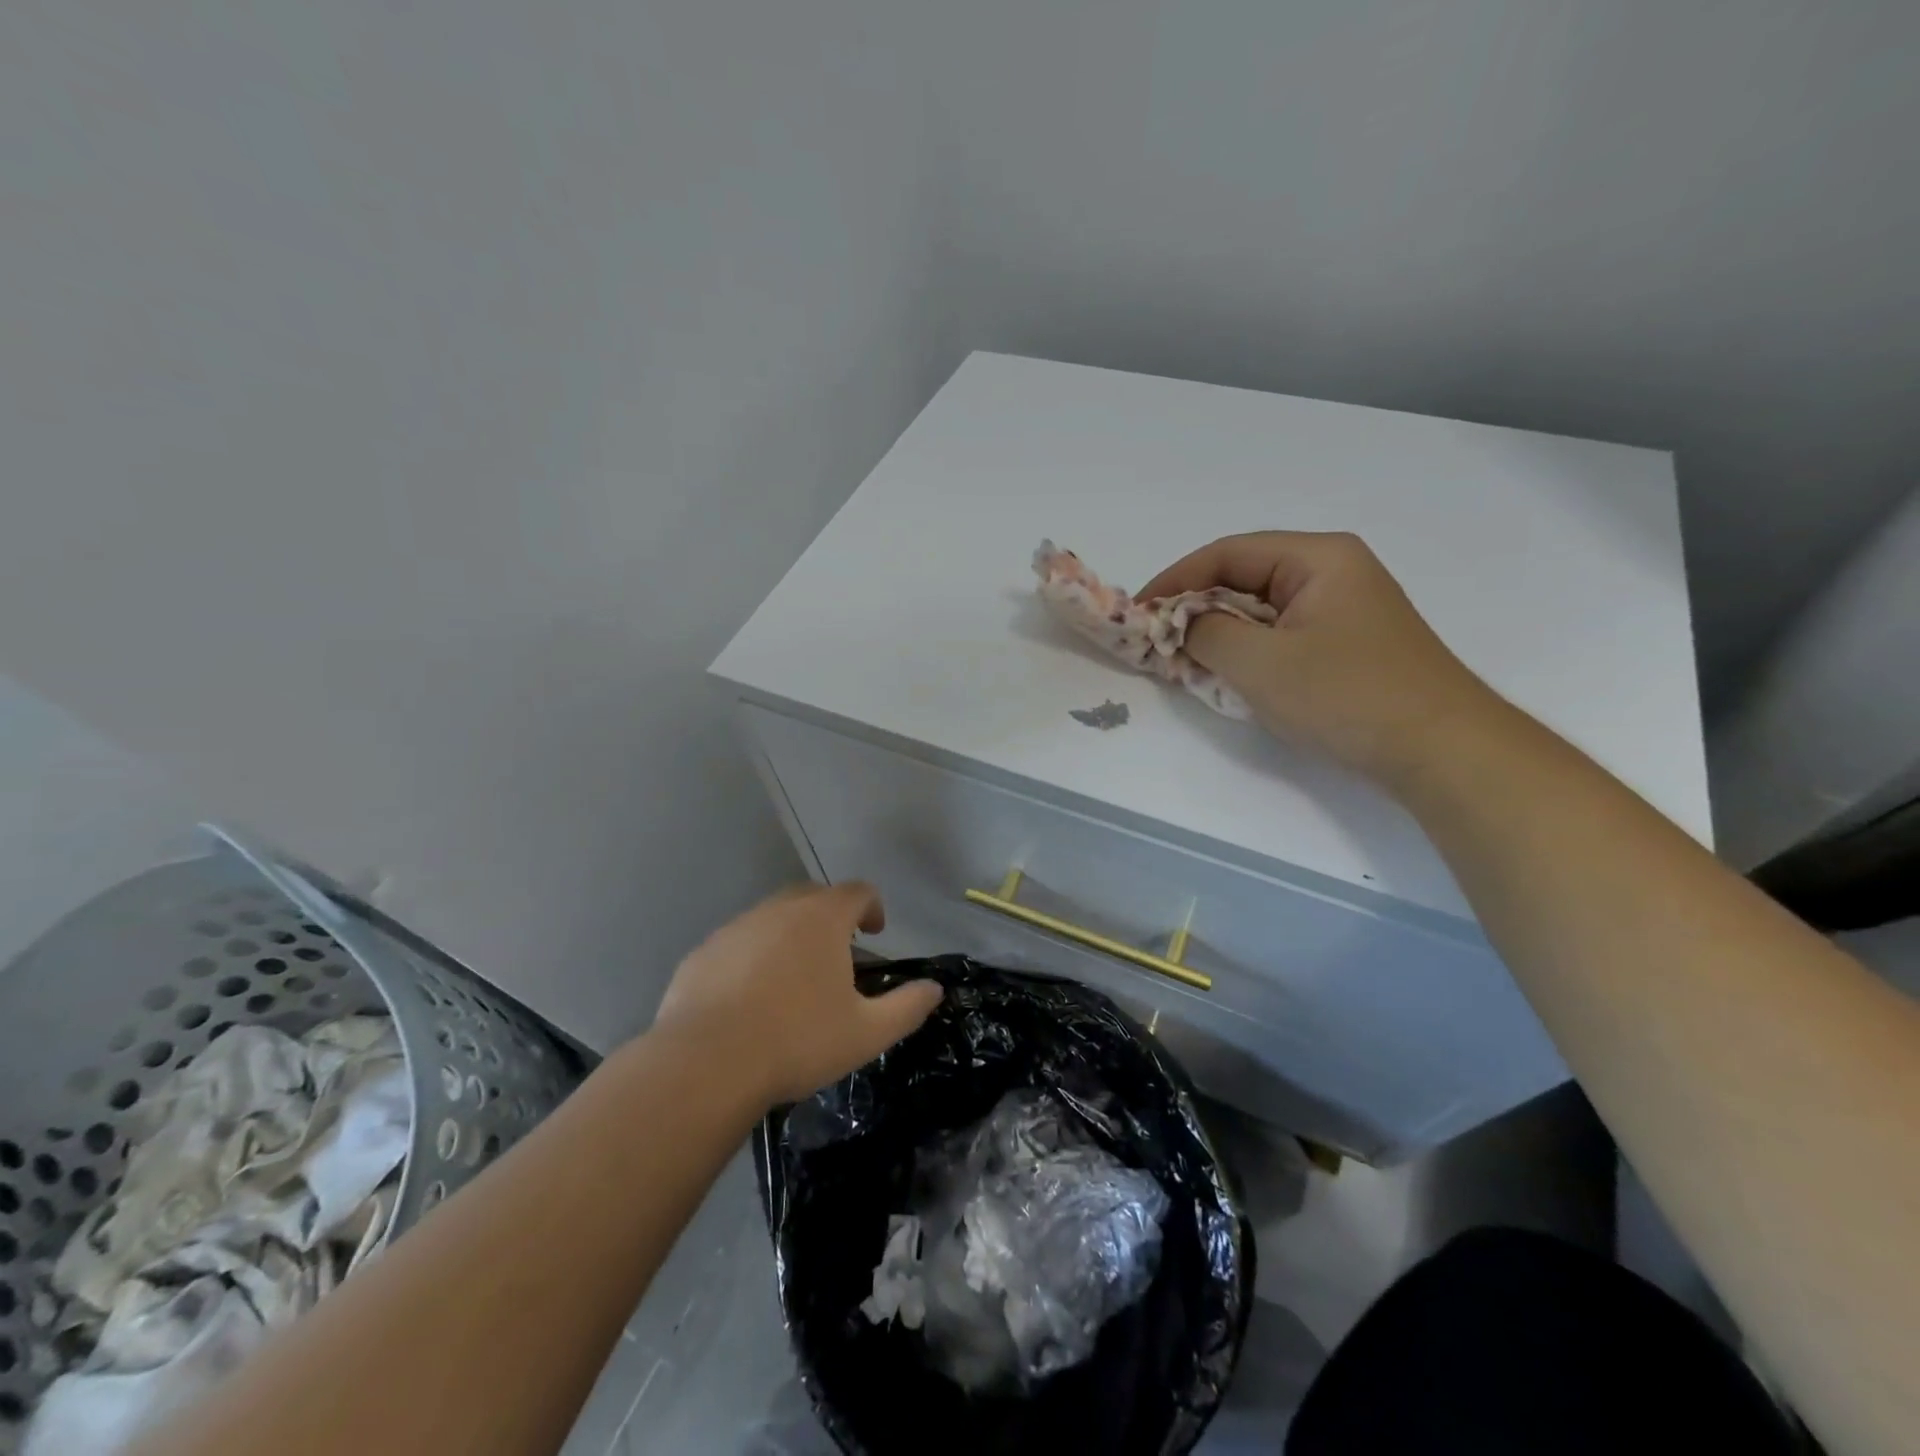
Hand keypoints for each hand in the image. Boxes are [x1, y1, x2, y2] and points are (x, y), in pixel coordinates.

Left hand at [650, 883, 942, 1106]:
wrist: (706, 1065)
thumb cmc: (797, 1042)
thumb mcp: (866, 1033)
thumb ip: (907, 1007)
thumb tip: (935, 989)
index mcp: (822, 919)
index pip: (857, 891)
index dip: (872, 907)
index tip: (874, 933)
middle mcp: (779, 910)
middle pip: (813, 896)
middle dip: (831, 916)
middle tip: (838, 953)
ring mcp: (736, 928)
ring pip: (772, 918)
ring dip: (790, 936)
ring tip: (794, 978)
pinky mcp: (703, 952)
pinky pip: (738, 943)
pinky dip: (753, 957)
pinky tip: (750, 997)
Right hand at [1139, 531, 1502, 789]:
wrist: (1440, 751)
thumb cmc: (1347, 695)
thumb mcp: (1261, 663)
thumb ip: (1206, 634)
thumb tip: (1181, 625)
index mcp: (1318, 558)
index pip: (1227, 553)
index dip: (1175, 580)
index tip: (1137, 612)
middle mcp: (1332, 572)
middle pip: (1244, 578)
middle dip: (1195, 609)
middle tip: (1156, 641)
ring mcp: (1343, 610)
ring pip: (1261, 611)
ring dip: (1219, 634)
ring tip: (1183, 662)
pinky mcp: (1346, 646)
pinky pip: (1281, 637)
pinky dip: (1247, 653)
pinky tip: (1228, 678)